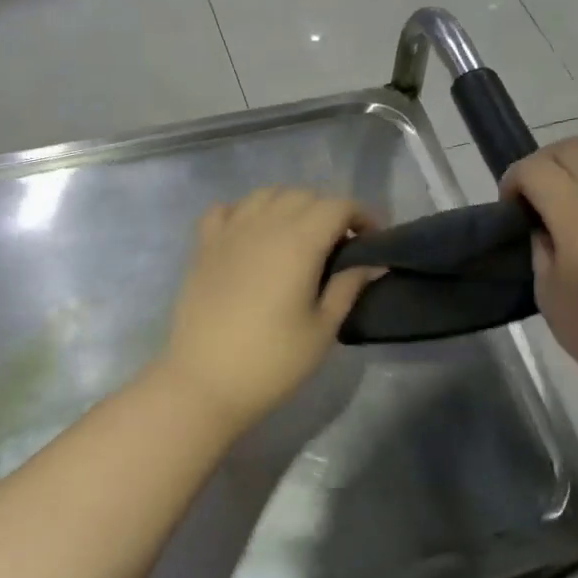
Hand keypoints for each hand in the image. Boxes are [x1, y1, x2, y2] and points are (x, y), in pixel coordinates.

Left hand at [154, 187, 381, 435]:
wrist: (205, 383)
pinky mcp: (203, 246)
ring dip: (290, 206)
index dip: (362, 216)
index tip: (372, 241)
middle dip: (329, 212)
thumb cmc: (272, 361)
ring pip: (267, 195)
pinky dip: (245, 212)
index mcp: (299, 242)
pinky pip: (227, 209)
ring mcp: (229, 232)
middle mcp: (264, 225)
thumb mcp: (323, 329)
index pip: (338, 206)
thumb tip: (373, 262)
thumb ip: (349, 286)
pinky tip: (252, 237)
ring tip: (298, 238)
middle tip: (339, 247)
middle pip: (304, 195)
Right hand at [504, 138, 577, 397]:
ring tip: (568, 197)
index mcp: (576, 210)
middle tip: (533, 199)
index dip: (513, 180)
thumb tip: (542, 225)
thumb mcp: (547, 289)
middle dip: (542, 164)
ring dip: (577, 164)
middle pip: (569, 148)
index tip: (509, 208)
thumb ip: (540, 245)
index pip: (535, 168)